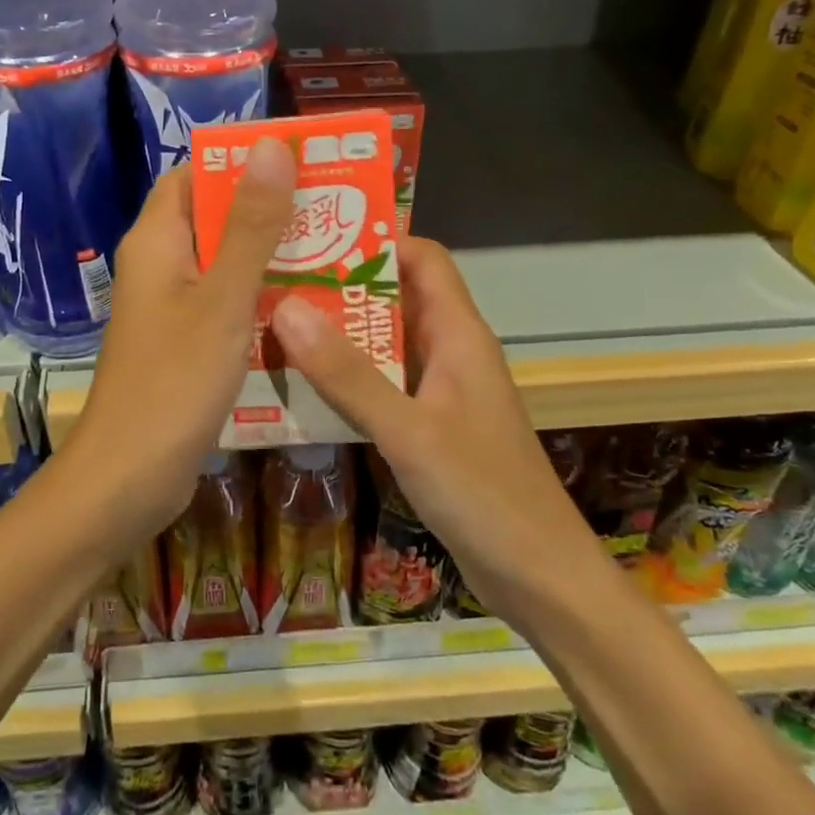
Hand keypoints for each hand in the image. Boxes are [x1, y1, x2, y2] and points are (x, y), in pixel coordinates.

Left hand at [62, 139, 295, 554]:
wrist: (129, 478)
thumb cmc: (173, 382)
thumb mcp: (223, 299)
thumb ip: (249, 225)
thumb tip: (271, 146)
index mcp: (157, 241)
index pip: (194, 175)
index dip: (241, 161)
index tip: (301, 159)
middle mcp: (161, 266)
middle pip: (215, 217)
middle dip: (270, 209)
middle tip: (336, 206)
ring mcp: (172, 308)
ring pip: (226, 264)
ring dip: (273, 256)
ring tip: (338, 248)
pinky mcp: (186, 344)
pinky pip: (228, 304)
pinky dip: (263, 298)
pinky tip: (311, 305)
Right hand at [269, 238, 599, 616]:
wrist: (538, 576)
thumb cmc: (483, 493)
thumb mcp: (408, 430)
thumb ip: (347, 373)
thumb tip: (287, 307)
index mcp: (458, 334)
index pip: (423, 258)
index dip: (375, 240)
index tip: (316, 237)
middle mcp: (450, 351)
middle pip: (395, 296)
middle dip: (341, 286)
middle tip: (276, 280)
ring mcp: (440, 390)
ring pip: (384, 343)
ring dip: (338, 333)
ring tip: (275, 324)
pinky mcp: (429, 425)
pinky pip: (383, 384)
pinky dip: (346, 377)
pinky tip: (302, 386)